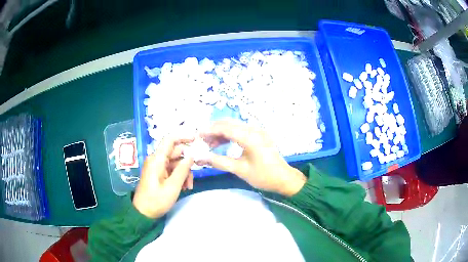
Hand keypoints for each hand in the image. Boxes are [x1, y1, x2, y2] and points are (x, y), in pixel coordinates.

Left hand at [133, 135, 194, 218]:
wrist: (143, 213)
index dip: (183, 137)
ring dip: (184, 173)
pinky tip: (183, 187)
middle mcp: (156, 160)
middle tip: (193, 177)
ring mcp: (157, 167)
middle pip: (175, 153)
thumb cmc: (156, 200)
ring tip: (188, 187)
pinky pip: (171, 170)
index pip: (170, 140)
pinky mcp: (158, 173)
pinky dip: (179, 176)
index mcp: (157, 160)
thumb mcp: (173, 186)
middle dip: (187, 163)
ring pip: (176, 163)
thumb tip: (191, 156)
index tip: (196, 140)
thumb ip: (183, 170)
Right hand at [200, 120, 306, 196]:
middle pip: (229, 124)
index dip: (210, 131)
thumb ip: (219, 162)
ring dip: (221, 133)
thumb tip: (201, 159)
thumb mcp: (240, 170)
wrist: (284, 179)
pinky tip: (222, 143)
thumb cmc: (263, 176)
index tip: (197, 136)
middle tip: (202, 141)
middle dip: (214, 130)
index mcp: (250, 137)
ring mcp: (258, 131)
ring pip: (234, 126)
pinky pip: (241, 130)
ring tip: (210, 144)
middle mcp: (254, 130)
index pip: (225, 128)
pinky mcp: (259, 135)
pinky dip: (230, 135)